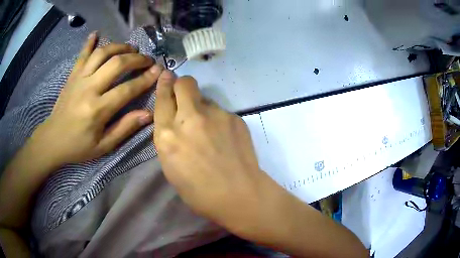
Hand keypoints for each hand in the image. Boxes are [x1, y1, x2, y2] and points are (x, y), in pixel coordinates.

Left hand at [32, 32, 163, 165]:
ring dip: (119, 47)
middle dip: (136, 58)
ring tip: (131, 48)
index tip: (158, 71)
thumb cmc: (78, 146)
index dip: (145, 79)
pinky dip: (90, 42)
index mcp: (98, 109)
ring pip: (102, 53)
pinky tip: (97, 33)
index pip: (127, 89)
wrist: (53, 140)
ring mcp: (79, 79)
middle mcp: (89, 88)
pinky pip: (82, 54)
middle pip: (116, 64)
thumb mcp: (103, 146)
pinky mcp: (72, 75)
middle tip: (147, 59)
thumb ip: (125, 128)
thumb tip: (148, 114)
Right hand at [153, 76, 368, 257]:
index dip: (164, 84)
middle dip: (182, 85)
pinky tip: (224, 138)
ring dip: (201, 107)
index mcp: (168, 135)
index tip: (166, 75)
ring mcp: (215, 115)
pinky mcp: (235, 118)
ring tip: (209, 130)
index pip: (162, 99)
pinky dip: (218, 120)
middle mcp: (190, 118)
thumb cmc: (199, 192)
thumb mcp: (171, 167)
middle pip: (185, 83)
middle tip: (185, 96)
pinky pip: (220, 111)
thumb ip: (169, 138)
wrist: (240, 195)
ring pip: (204, 98)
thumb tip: (175, 120)